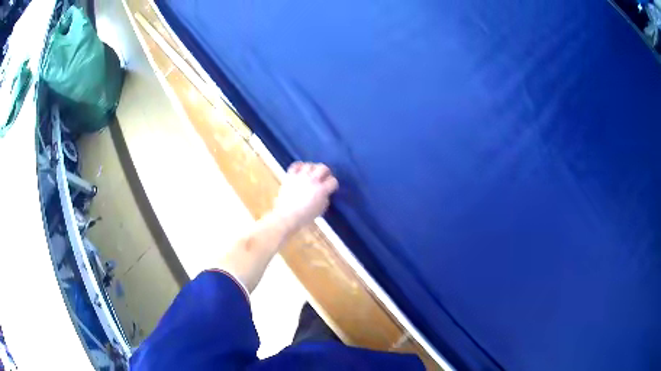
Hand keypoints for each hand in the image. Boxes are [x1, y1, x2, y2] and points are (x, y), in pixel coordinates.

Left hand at [272, 162, 338, 232]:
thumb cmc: (305, 216)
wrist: (287, 216)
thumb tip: (325, 192)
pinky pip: (295, 165)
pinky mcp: (290, 176)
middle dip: (326, 172)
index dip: (333, 184)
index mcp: (322, 190)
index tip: (331, 187)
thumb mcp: (321, 209)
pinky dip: (299, 166)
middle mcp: (312, 180)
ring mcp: (300, 177)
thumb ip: (325, 198)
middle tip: (324, 177)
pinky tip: (301, 170)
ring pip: (310, 165)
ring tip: (312, 173)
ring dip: (313, 168)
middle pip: (323, 168)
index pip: (333, 181)